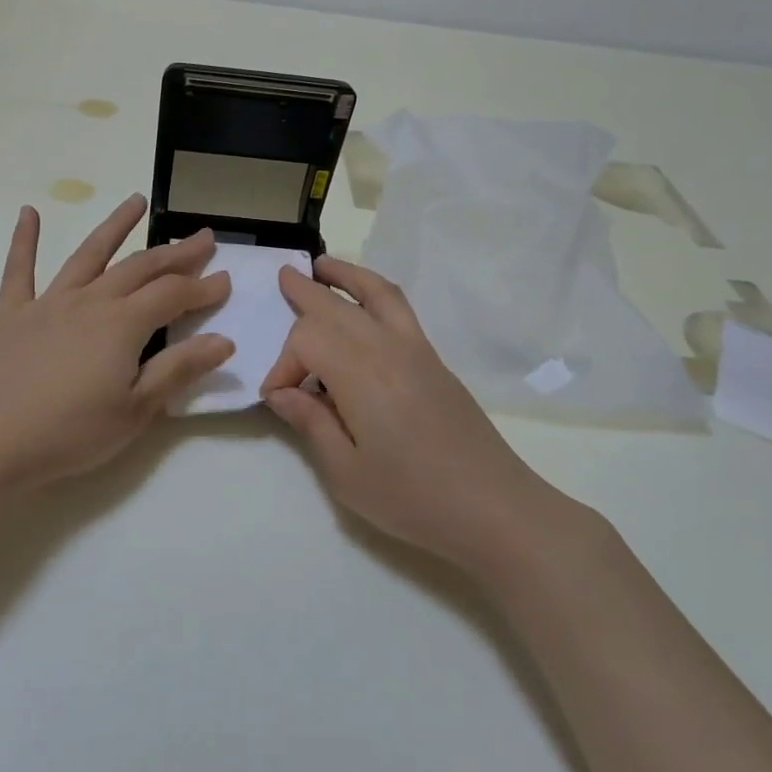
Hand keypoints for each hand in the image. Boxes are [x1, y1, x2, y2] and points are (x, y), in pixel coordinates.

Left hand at [0, 195, 233, 489]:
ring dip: (115, 226)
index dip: (202, 287)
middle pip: (140, 268)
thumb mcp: (136, 410)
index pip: (173, 295)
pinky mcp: (13, 315)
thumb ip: (179, 370)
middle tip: (203, 238)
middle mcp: (90, 301)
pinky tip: (28, 213)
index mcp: (123, 325)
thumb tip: (224, 340)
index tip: (226, 280)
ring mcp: (49, 303)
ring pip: (89, 254)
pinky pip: (20, 270)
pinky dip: (25, 240)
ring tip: (136, 200)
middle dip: (176, 252)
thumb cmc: (70, 433)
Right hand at [260, 256, 580, 573]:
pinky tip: (364, 302)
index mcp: (361, 375)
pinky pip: (400, 309)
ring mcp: (416, 350)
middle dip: (306, 293)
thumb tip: (281, 392)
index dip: (283, 364)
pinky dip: (375, 292)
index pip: (307, 341)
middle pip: (338, 307)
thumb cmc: (412, 497)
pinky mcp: (434, 360)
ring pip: (376, 294)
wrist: (493, 507)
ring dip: (347, 275)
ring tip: (322, 265)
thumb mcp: (345, 472)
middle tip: (283, 277)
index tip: (278, 400)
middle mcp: (388, 349)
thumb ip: (310, 423)